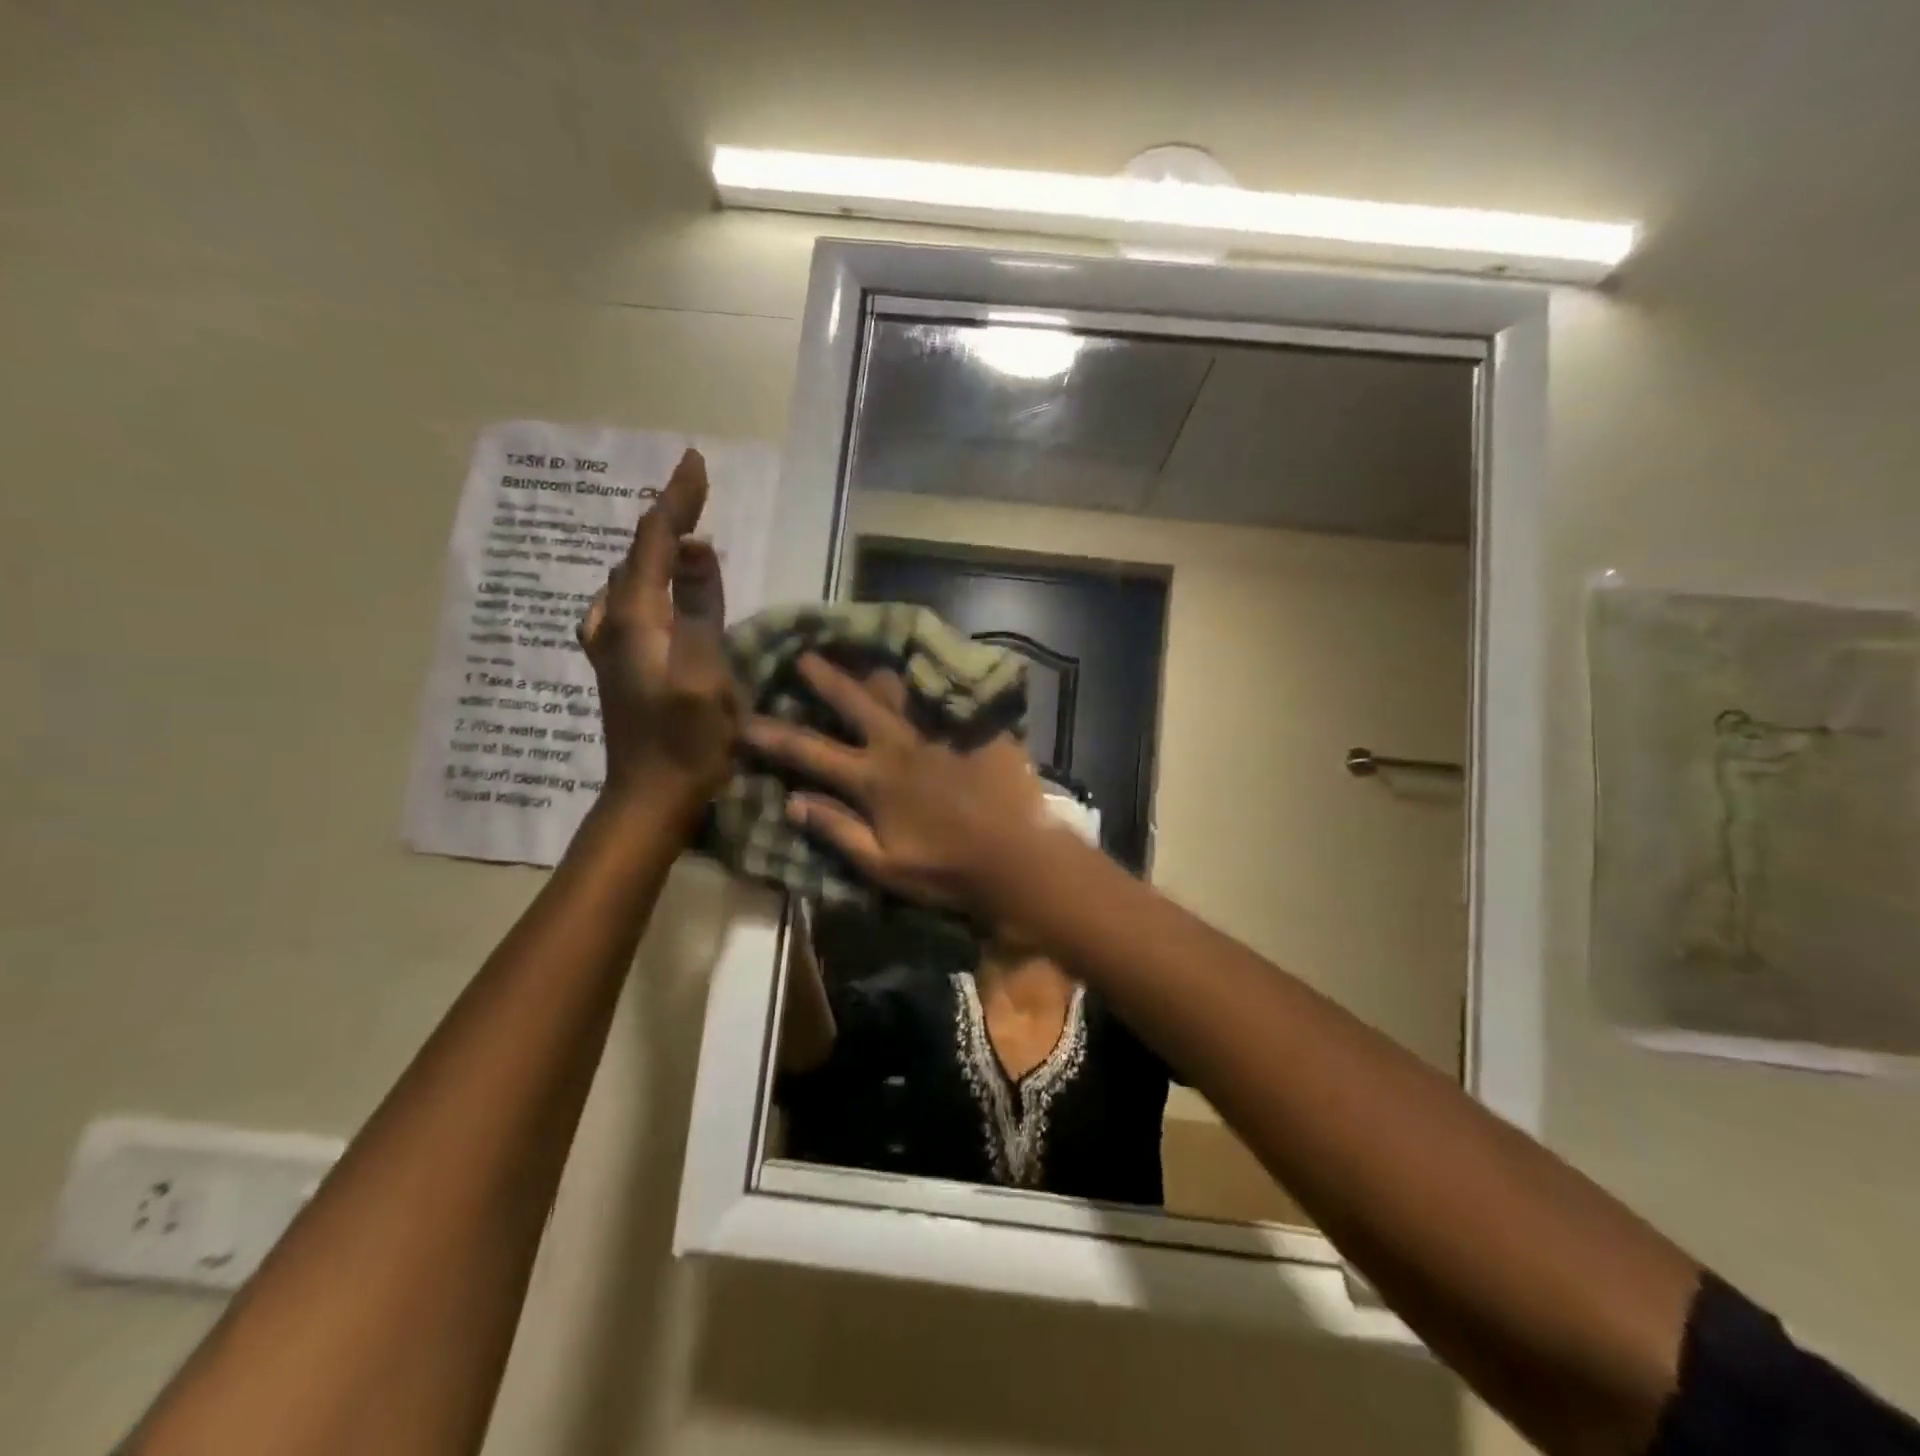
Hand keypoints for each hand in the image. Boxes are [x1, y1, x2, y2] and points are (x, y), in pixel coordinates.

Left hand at [577, 448, 738, 810]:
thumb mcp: (705, 674)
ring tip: (682, 525)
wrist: (649, 797)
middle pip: (637, 553)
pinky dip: (650, 577)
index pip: (654, 540)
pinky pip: (633, 600)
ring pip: (631, 577)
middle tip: (696, 488)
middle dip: (667, 516)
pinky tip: (657, 585)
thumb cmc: (686, 741)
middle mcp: (613, 621)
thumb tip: (696, 548)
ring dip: (656, 546)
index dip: (677, 499)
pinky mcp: (619, 661)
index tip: (695, 460)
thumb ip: (700, 609)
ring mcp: (610, 643)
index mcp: (634, 618)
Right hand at [743, 655, 1048, 906]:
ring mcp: (939, 731)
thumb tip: (791, 801)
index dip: (773, 736)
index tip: (744, 720)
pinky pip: (946, 694)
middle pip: (854, 702)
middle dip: (825, 678)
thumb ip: (836, 830)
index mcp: (873, 780)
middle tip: (804, 655)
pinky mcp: (973, 727)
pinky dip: (931, 681)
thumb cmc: (946, 870)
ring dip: (878, 672)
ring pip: (900, 690)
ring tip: (866, 655)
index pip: (810, 751)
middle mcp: (900, 745)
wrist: (1017, 859)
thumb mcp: (882, 864)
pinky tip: (927, 668)